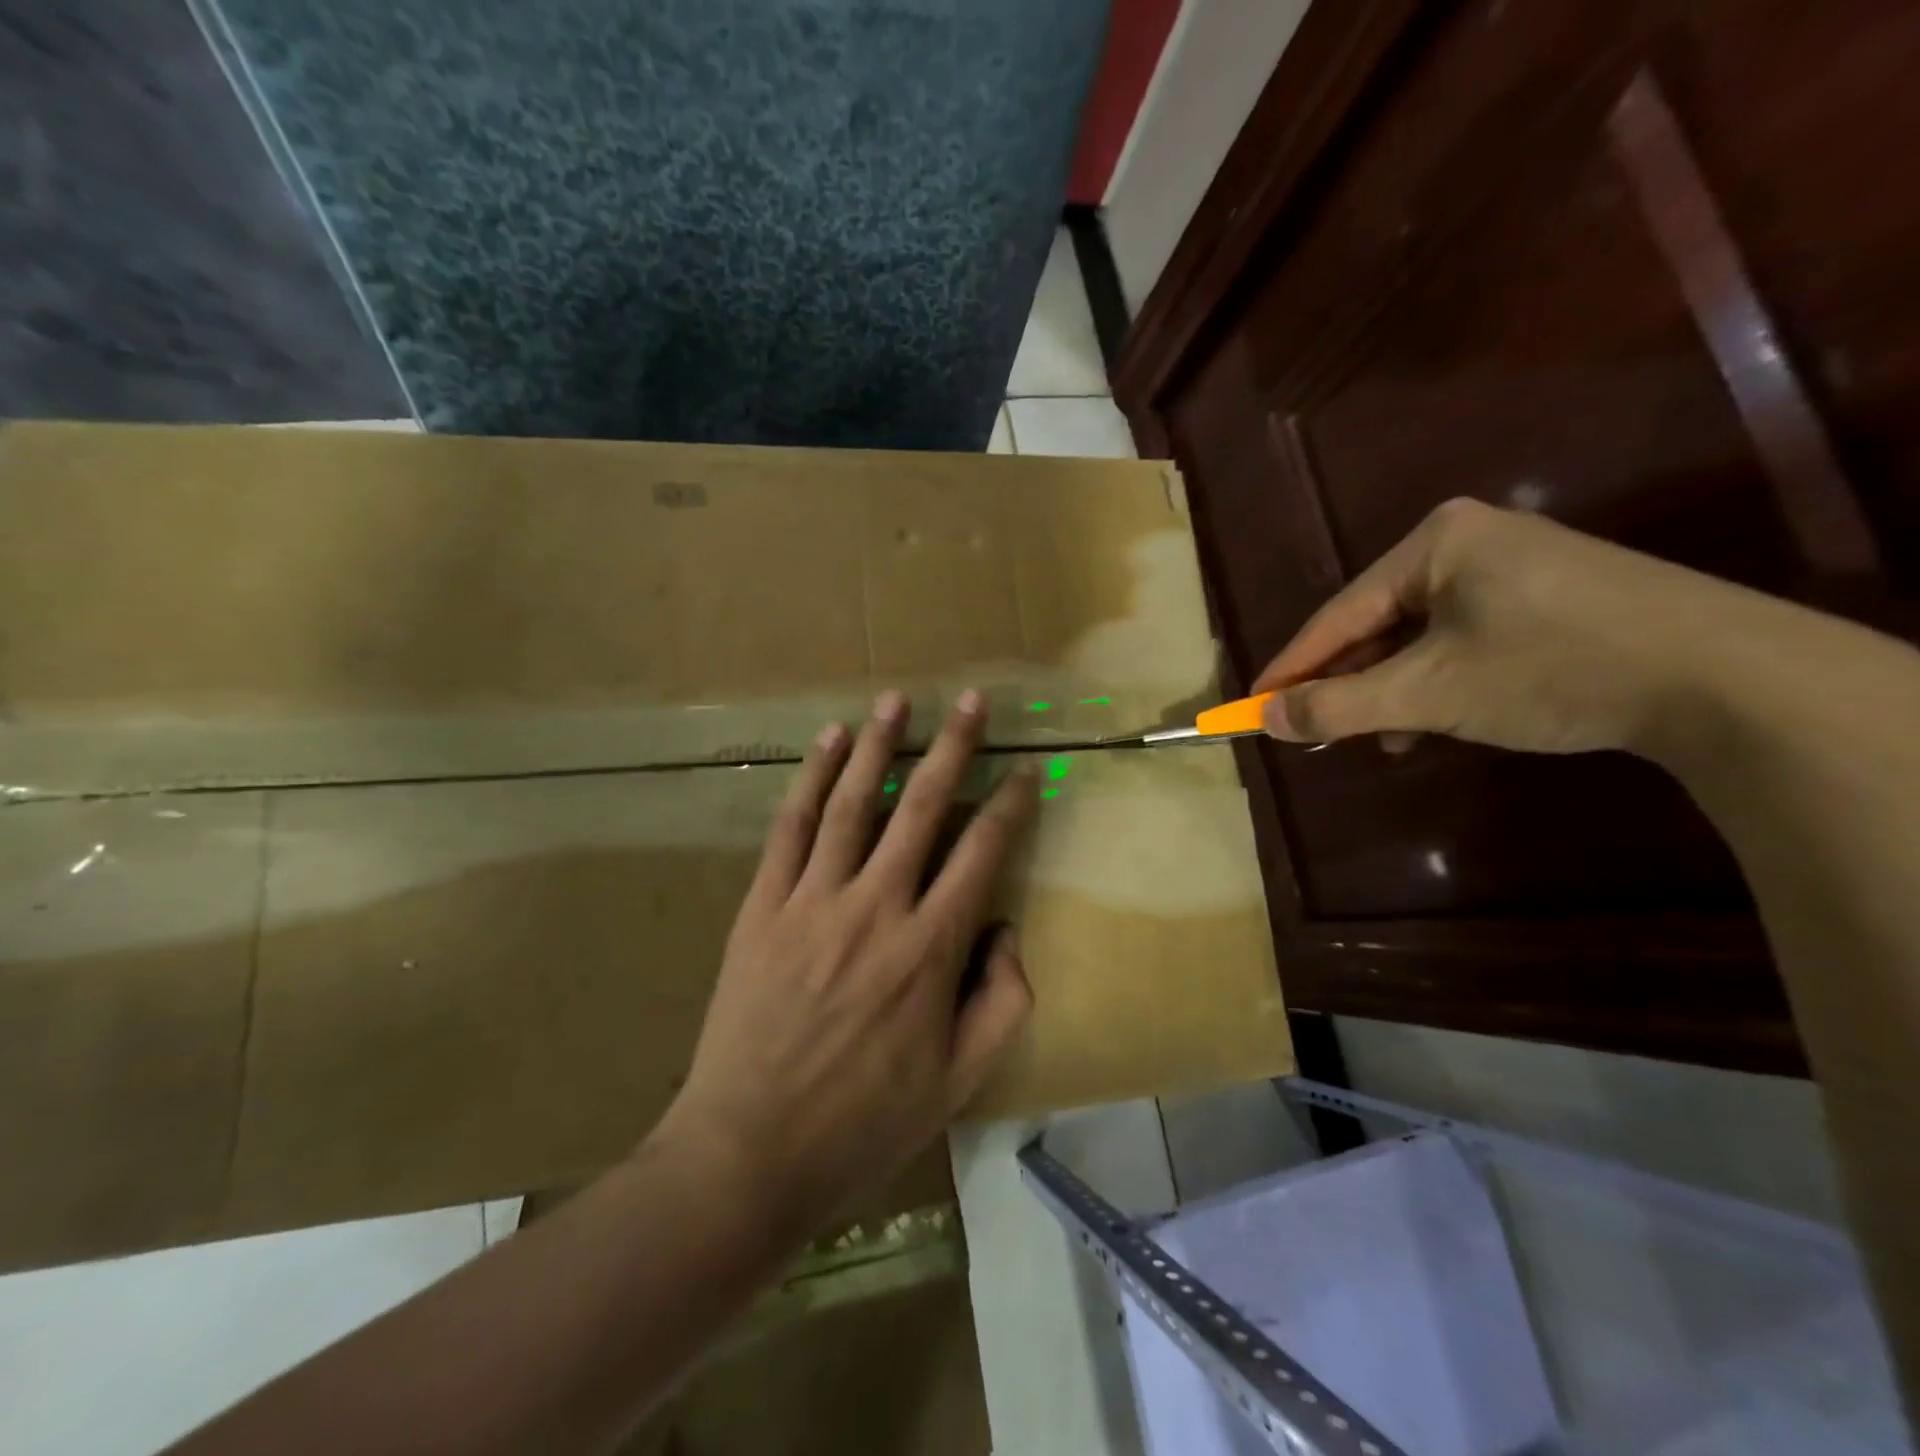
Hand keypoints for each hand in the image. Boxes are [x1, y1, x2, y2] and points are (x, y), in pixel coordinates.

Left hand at [660, 689, 1038, 1235]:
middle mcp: (876, 907)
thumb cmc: (864, 1122)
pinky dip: (811, 779)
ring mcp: (813, 900)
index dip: (1008, 805)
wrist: (749, 1152)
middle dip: (953, 748)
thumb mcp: (959, 1081)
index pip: (982, 853)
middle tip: (973, 701)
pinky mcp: (763, 905)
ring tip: (897, 699)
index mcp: (930, 948)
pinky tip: (829, 742)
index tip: (1024, 770)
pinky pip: (790, 828)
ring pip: (853, 803)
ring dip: (879, 745)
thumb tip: (1004, 930)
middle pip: (922, 808)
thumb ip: (1001, 1000)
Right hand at [1253, 498, 1744, 755]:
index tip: (1250, 705)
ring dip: (1390, 691)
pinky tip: (1431, 722)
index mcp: (1433, 544)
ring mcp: (1514, 568)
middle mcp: (1468, 543)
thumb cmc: (1550, 668)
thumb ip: (1336, 705)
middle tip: (1310, 729)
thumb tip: (1262, 719)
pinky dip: (1436, 683)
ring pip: (1418, 638)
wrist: (1726, 678)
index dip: (1290, 666)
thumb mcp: (1427, 692)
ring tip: (1374, 739)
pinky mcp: (1549, 599)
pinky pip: (1462, 641)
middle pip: (1376, 624)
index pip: (1337, 614)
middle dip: (1346, 683)